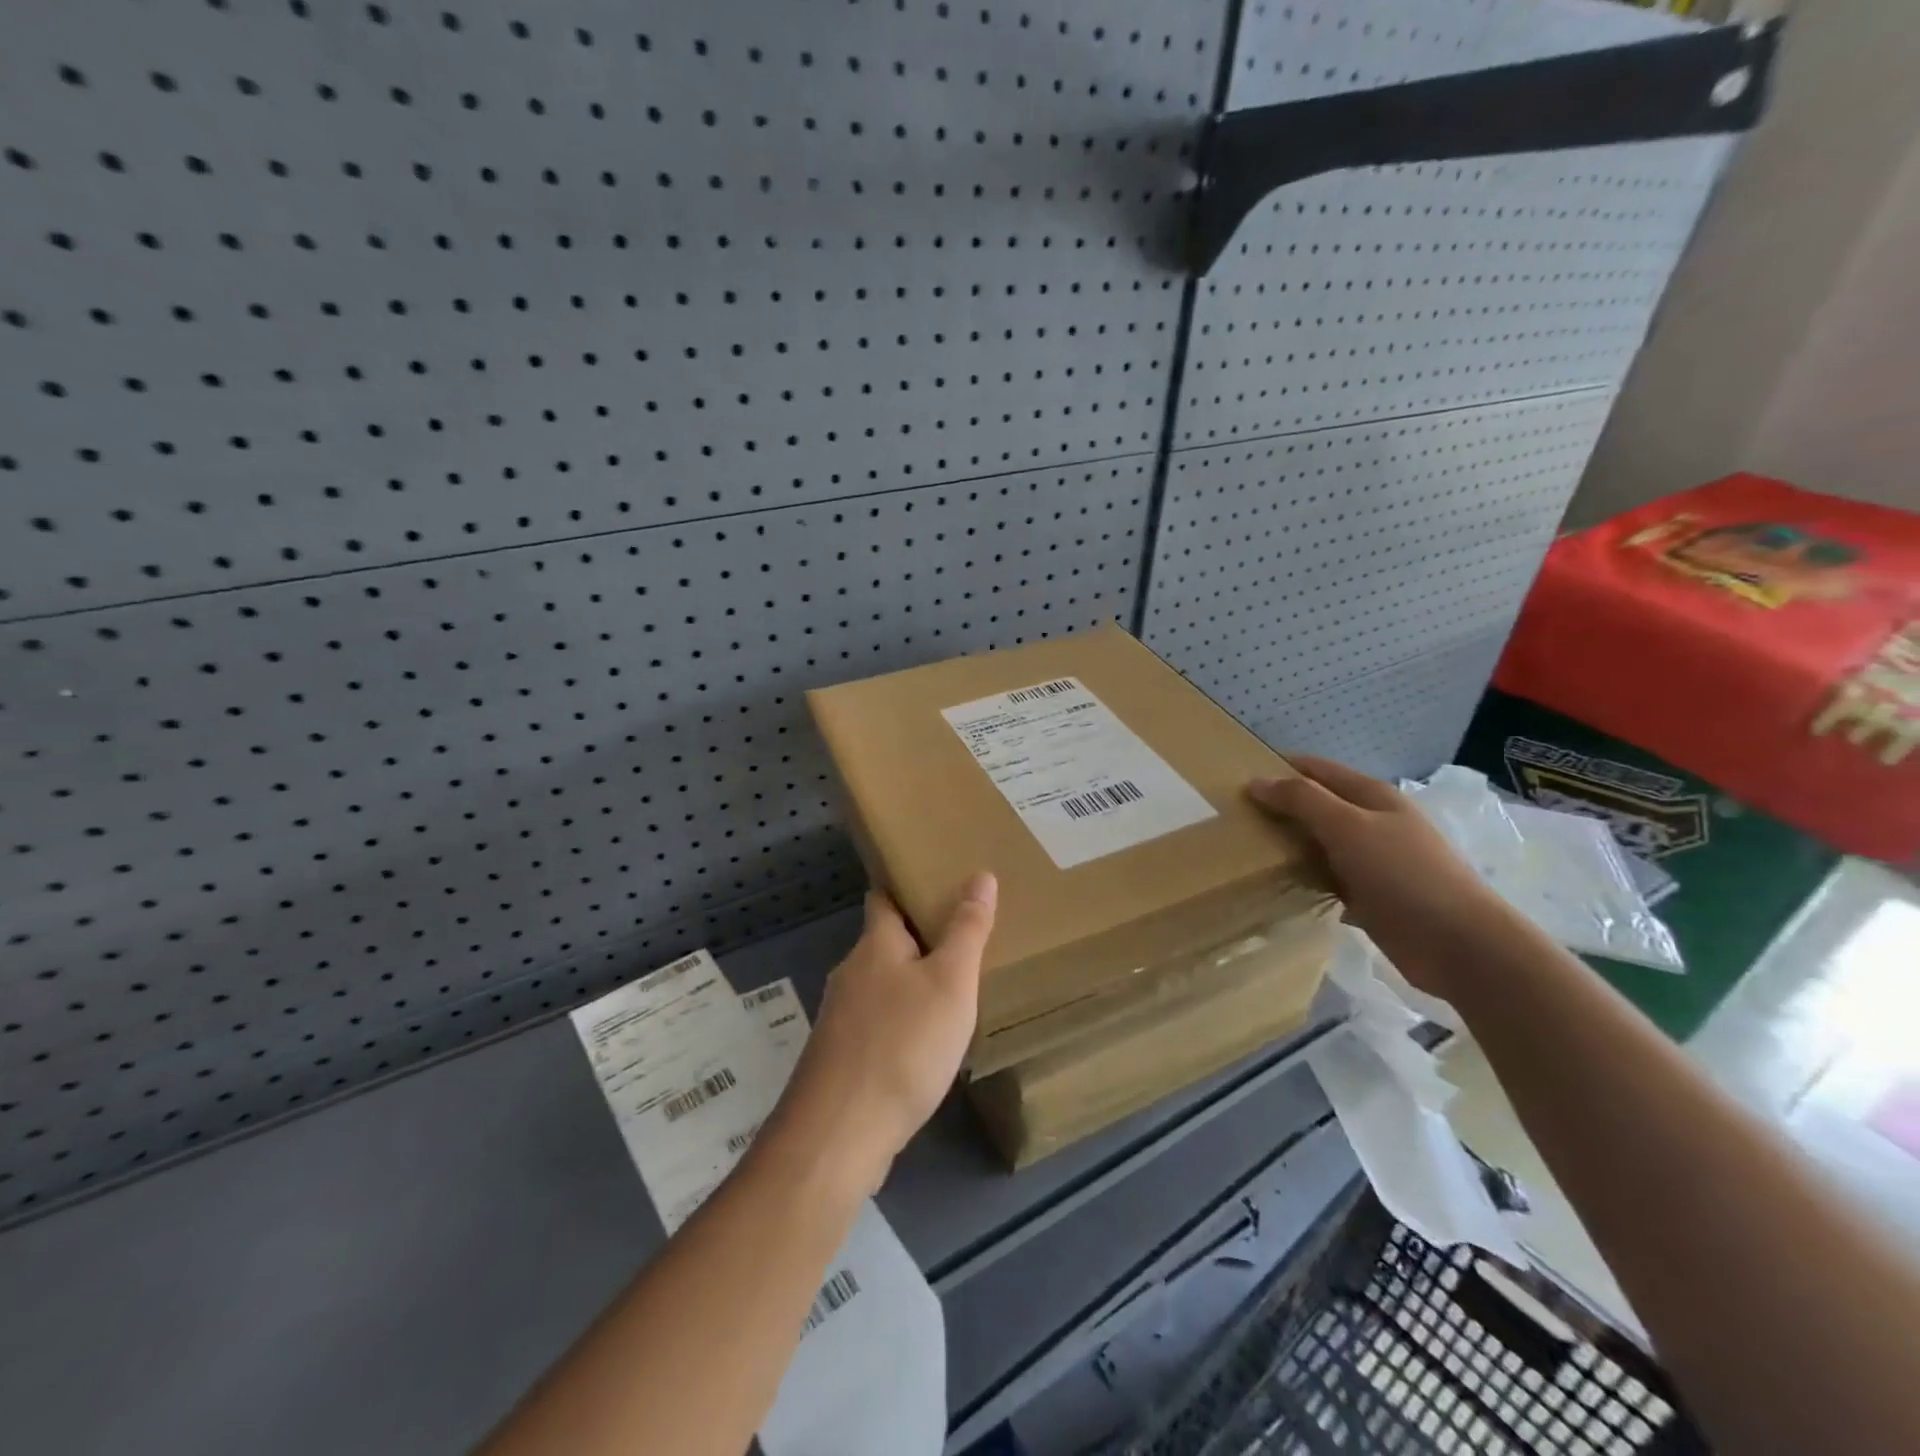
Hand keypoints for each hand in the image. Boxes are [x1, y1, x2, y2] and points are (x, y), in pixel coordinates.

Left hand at [772, 874, 997, 1192]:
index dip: (905, 885)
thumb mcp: (950, 982)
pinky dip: (901, 1021)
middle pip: (884, 942)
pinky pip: (877, 1024)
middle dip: (917, 937)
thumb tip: (981, 874)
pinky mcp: (840, 1058)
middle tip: (962, 935)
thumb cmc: (902, 1045)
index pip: (883, 898)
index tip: (934, 879)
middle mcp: (851, 974)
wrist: (840, 1134)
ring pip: (881, 986)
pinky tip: (925, 1042)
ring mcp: (841, 1019)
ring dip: (910, 982)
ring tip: (952, 988)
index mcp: (875, 945)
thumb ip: (967, 930)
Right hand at [1248, 756, 1512, 997]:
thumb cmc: (1404, 874)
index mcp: (1372, 796)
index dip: (1279, 770)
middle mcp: (1373, 823)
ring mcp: (1374, 861)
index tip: (1238, 783)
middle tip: (1234, 820)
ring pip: (1320, 844)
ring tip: (1246, 851)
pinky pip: (1328, 878)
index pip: (1316, 770)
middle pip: (1317, 806)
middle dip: (1280, 809)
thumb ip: (1302, 800)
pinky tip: (1280, 885)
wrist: (1460, 945)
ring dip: (1290, 845)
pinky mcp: (1371, 896)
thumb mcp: (1348, 827)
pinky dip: (1306, 877)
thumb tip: (1256, 781)